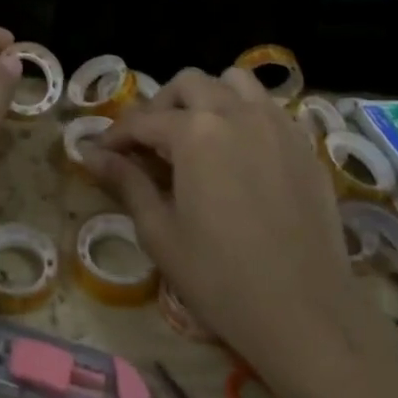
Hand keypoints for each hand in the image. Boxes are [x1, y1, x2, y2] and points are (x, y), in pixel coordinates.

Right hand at [85, 68, 395, 378]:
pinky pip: (268, 108)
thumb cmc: (221, 278)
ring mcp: (276, 124)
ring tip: (198, 133)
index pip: (142, 121)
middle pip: (189, 84)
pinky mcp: (304, 145)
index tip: (101, 154)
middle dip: (161, 106)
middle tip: (149, 143)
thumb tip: (90, 155)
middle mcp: (235, 112)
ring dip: (208, 97)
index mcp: (194, 132)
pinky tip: (239, 151)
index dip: (116, 136)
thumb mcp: (160, 232)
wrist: (306, 315)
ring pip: (235, 83)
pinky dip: (245, 113)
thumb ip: (126, 182)